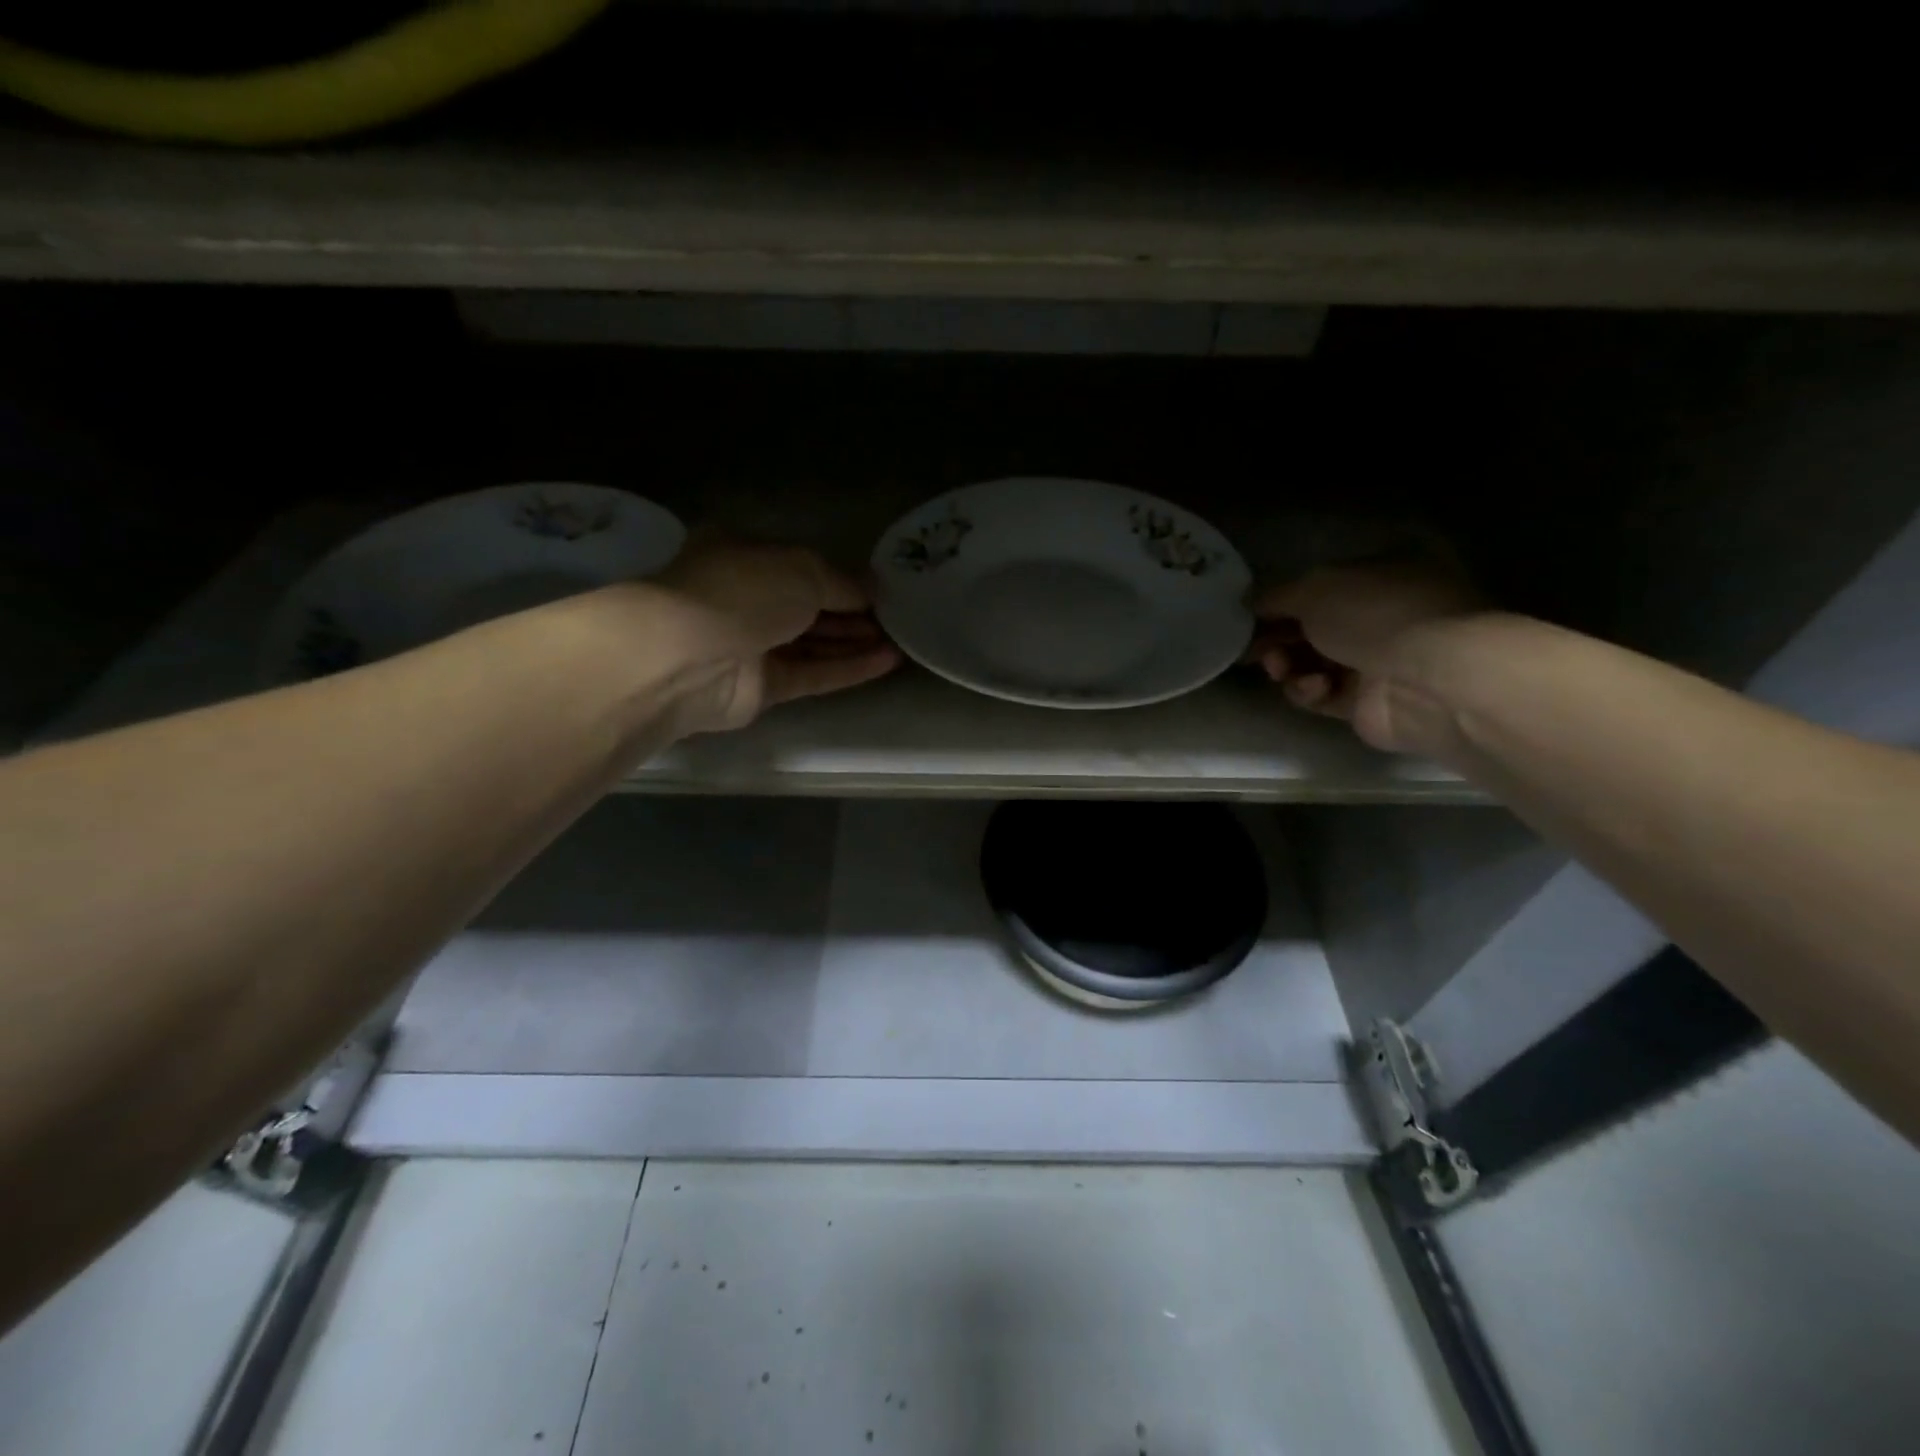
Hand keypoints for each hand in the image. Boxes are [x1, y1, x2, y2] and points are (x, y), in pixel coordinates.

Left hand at [649, 540, 900, 733]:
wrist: (689, 656)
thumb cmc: (743, 591)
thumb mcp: (802, 569)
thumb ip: (842, 581)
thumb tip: (872, 590)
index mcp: (745, 557)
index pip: (801, 567)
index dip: (842, 578)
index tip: (881, 589)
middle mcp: (747, 600)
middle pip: (809, 608)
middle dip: (853, 613)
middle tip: (897, 619)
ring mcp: (753, 646)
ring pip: (812, 643)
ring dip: (855, 642)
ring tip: (901, 641)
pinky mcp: (761, 687)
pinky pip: (812, 674)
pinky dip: (847, 669)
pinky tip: (885, 663)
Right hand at [1250, 559, 1485, 753]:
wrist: (1428, 679)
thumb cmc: (1375, 615)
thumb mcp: (1315, 588)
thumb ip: (1275, 596)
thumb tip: (1248, 602)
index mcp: (1377, 577)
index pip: (1318, 588)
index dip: (1280, 602)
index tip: (1248, 617)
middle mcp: (1378, 617)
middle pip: (1310, 628)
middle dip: (1278, 638)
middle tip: (1257, 650)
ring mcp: (1374, 662)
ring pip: (1310, 663)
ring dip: (1288, 665)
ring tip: (1281, 669)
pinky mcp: (1365, 704)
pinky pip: (1321, 695)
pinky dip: (1308, 691)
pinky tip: (1316, 687)